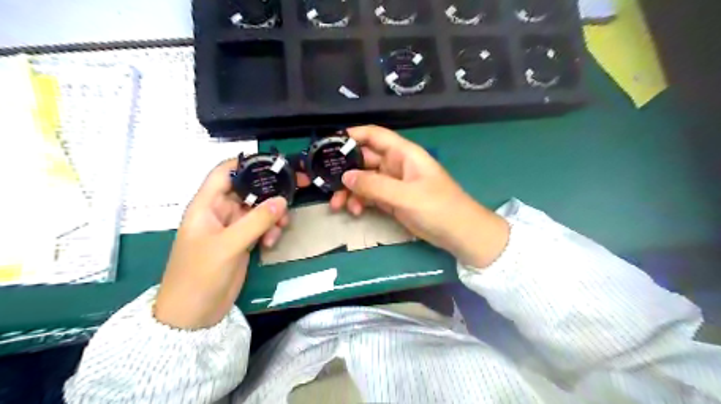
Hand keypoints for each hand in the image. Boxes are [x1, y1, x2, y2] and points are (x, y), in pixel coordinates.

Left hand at [157, 159, 289, 329]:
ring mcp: (232, 228)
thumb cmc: (200, 275)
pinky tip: (272, 242)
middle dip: (270, 191)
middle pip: (248, 190)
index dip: (246, 163)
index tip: (273, 163)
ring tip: (281, 226)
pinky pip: (261, 227)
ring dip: (273, 214)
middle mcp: (220, 212)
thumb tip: (282, 200)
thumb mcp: (228, 245)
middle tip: (295, 191)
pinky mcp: (242, 242)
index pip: (224, 172)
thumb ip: (256, 221)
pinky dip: (270, 230)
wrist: (194, 314)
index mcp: (207, 205)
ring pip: (258, 209)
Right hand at [330, 126, 504, 267]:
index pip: (374, 135)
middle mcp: (396, 164)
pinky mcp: (393, 200)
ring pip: (365, 180)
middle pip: (364, 160)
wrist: (460, 233)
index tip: (329, 143)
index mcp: (403, 154)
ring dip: (350, 190)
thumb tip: (345, 176)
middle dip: (345, 170)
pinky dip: (360, 201)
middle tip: (325, 183)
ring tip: (337, 205)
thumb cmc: (438, 208)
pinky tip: (355, 211)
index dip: (352, 135)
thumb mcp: (404, 196)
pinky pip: (371, 195)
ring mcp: (394, 183)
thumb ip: (374, 186)